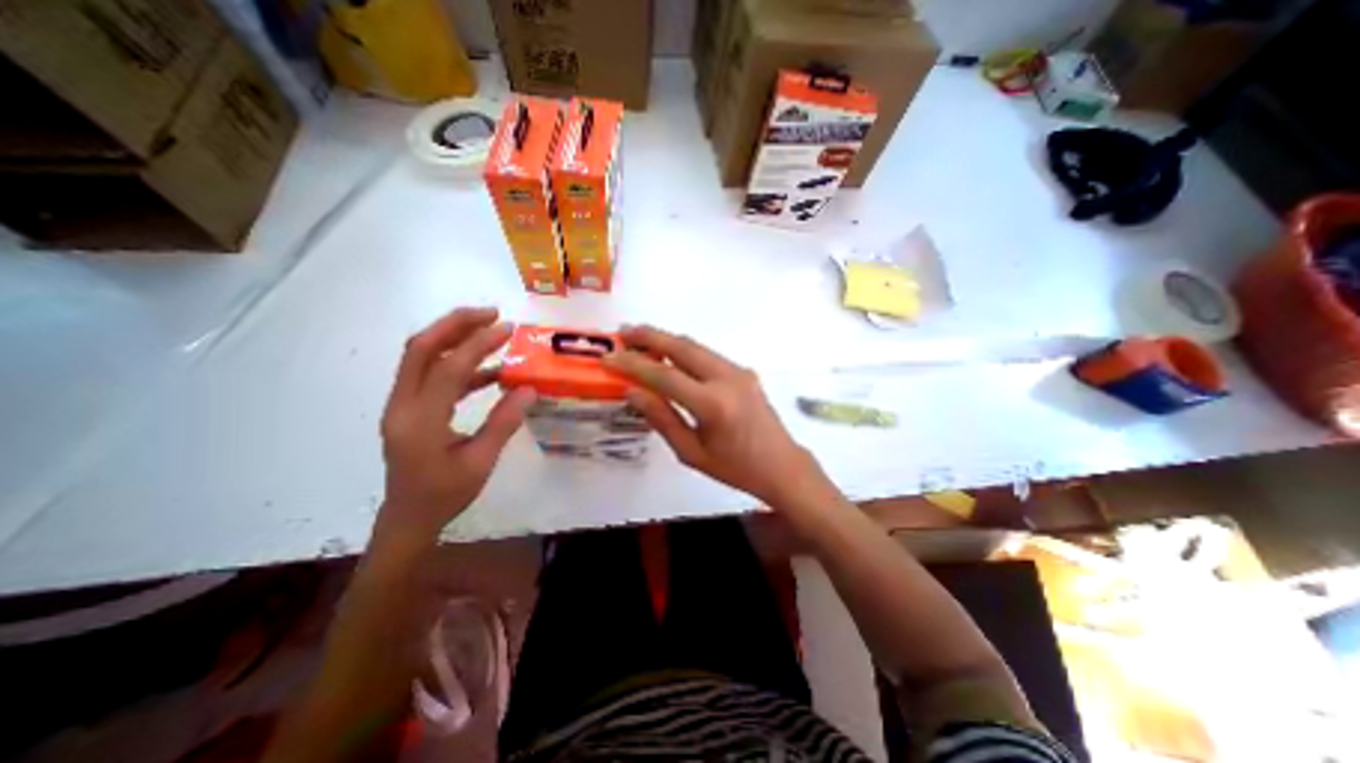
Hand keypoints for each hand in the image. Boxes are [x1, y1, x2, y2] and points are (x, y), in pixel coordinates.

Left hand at [379, 308, 538, 544]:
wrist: (408, 518)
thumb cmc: (445, 495)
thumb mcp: (481, 462)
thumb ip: (504, 422)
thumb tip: (529, 389)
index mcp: (420, 422)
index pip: (447, 370)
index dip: (478, 344)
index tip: (507, 328)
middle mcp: (402, 405)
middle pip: (420, 348)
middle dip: (455, 324)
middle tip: (490, 313)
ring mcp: (402, 405)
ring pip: (421, 357)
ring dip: (453, 337)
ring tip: (490, 329)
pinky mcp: (410, 408)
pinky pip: (431, 374)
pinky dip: (458, 364)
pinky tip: (489, 370)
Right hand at [611, 321, 823, 506]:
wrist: (781, 465)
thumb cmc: (736, 468)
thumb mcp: (692, 452)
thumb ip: (662, 419)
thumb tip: (634, 392)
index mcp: (713, 404)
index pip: (665, 375)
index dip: (633, 364)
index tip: (610, 356)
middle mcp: (728, 379)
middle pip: (682, 347)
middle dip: (650, 336)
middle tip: (624, 333)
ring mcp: (739, 371)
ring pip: (696, 346)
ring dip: (667, 340)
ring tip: (640, 339)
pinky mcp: (744, 372)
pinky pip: (708, 355)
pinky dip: (684, 351)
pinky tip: (670, 356)